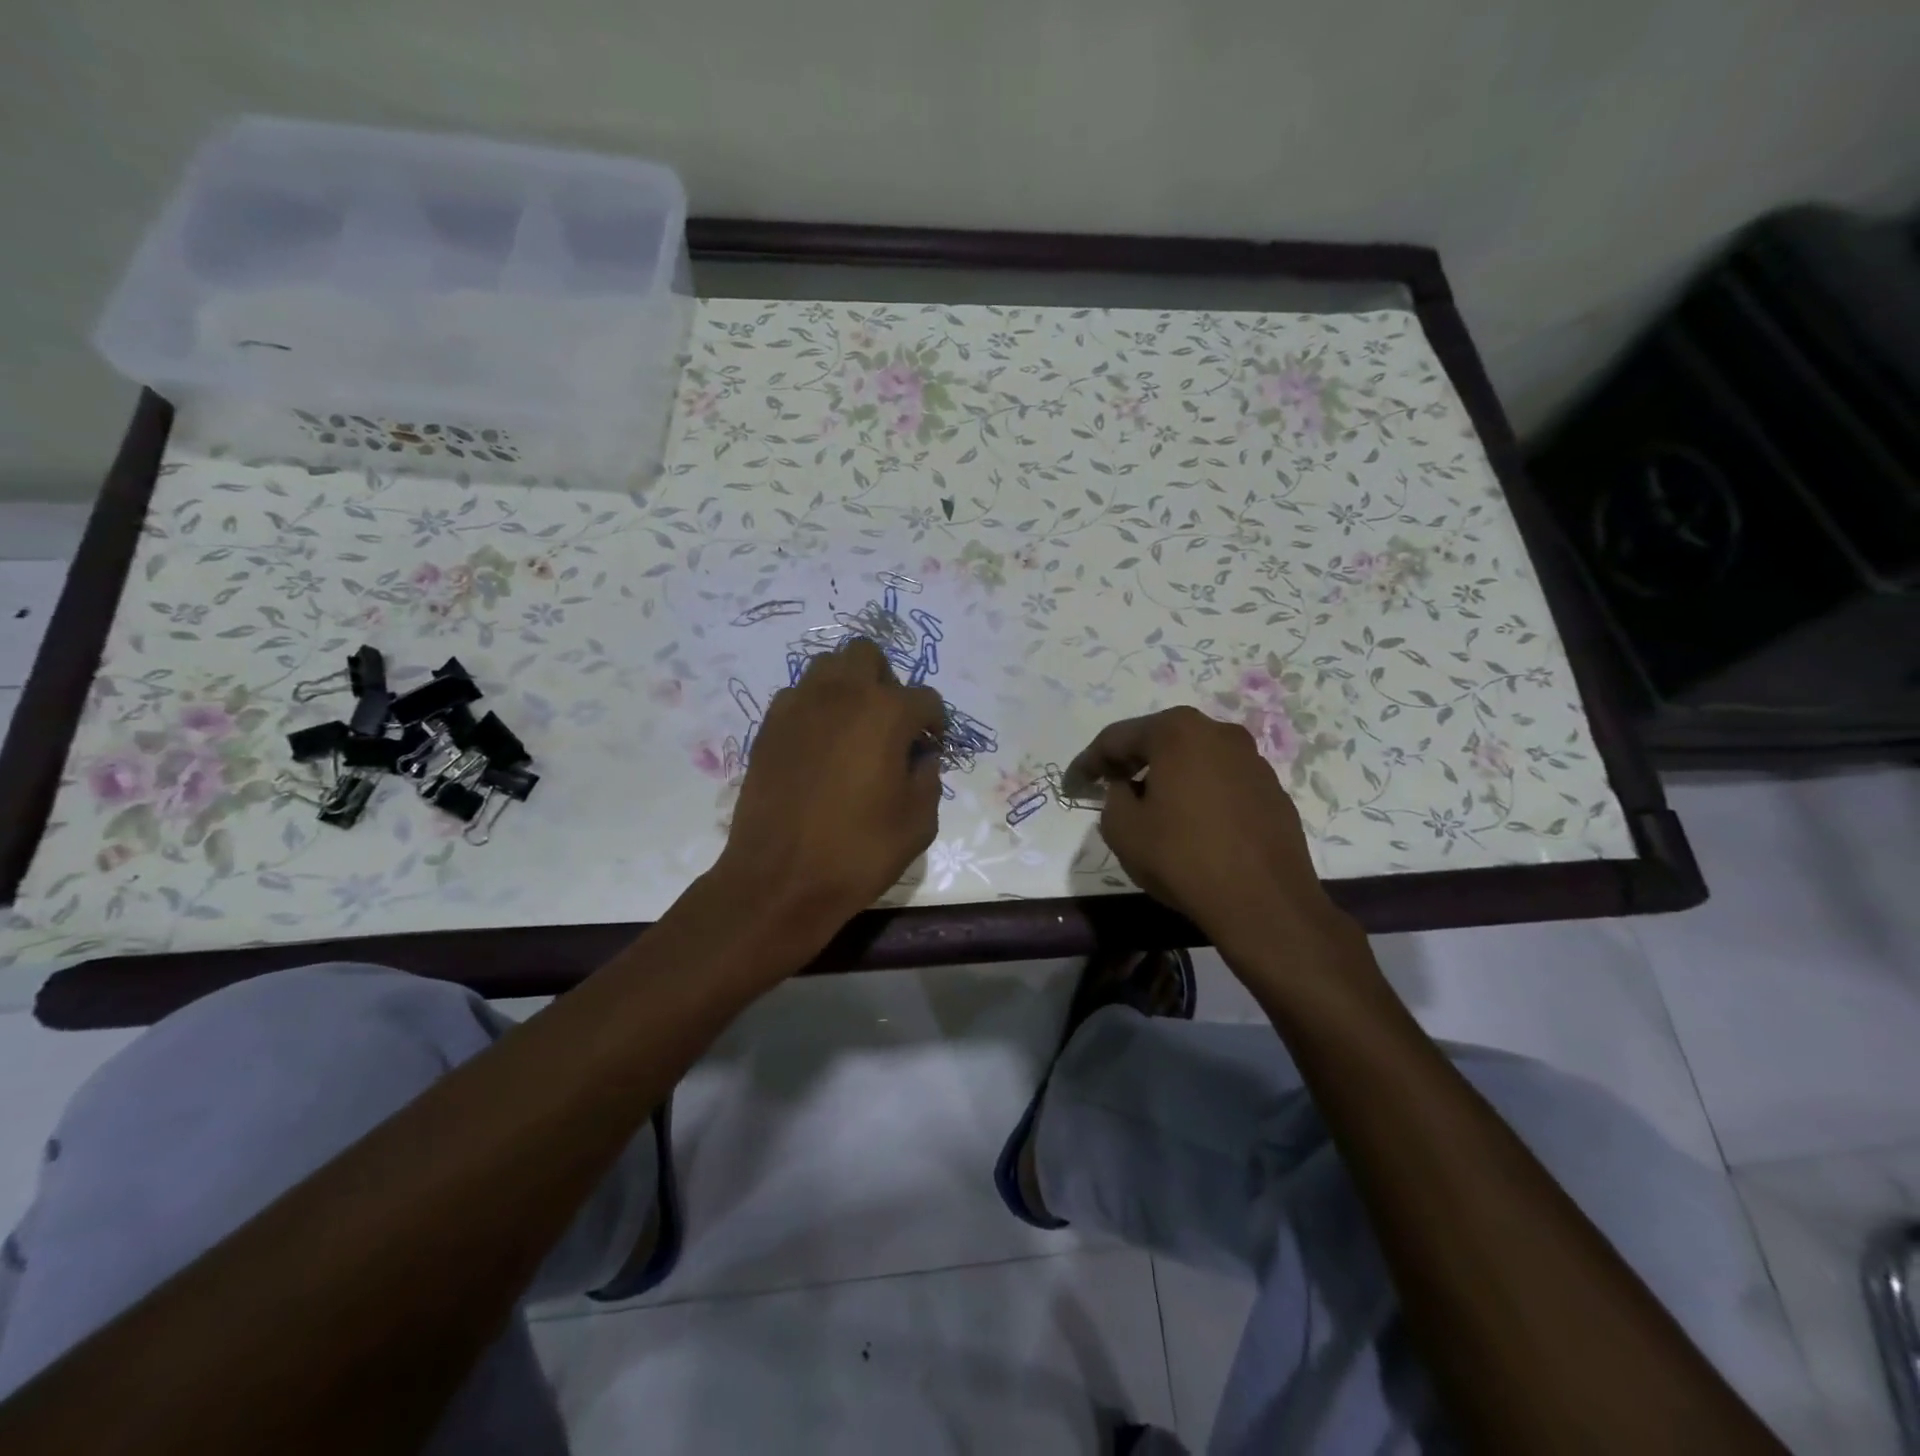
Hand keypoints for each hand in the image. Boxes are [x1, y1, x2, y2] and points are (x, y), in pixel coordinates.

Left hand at [711, 638, 945, 949]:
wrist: (780, 879)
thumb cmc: (858, 852)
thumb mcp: (918, 823)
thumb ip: (929, 779)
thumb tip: (920, 758)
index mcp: (886, 714)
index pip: (925, 699)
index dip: (935, 723)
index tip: (931, 748)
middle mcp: (842, 694)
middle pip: (868, 655)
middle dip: (887, 682)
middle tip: (890, 724)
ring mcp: (799, 705)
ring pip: (828, 666)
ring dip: (848, 685)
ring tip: (853, 727)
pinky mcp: (769, 725)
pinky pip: (798, 695)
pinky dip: (815, 707)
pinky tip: (818, 745)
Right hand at [1066, 707, 1352, 956]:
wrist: (1264, 902)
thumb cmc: (1182, 857)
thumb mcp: (1122, 829)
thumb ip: (1113, 797)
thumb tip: (1127, 789)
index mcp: (1177, 732)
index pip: (1117, 738)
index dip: (1089, 762)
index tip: (1073, 783)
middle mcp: (1218, 732)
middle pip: (1160, 740)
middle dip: (1130, 761)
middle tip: (1107, 785)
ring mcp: (1252, 760)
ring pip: (1194, 759)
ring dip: (1167, 776)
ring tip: (1149, 805)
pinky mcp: (1272, 790)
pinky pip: (1221, 782)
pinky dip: (1199, 794)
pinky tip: (1190, 823)